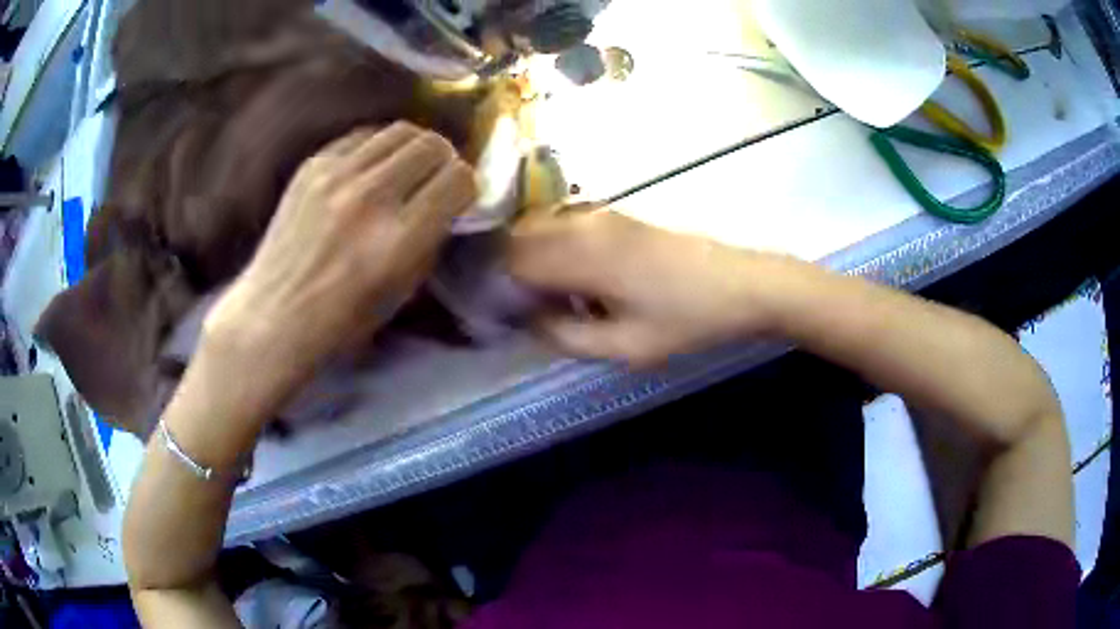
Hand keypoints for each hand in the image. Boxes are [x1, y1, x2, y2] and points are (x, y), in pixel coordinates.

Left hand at [204, 122, 476, 409]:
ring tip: (408, 167)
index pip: (458, 180)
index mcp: (399, 239)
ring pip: (400, 131)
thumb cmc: (341, 319)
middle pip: (432, 145)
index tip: (460, 197)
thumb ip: (429, 239)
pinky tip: (371, 168)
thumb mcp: (402, 290)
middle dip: (445, 160)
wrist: (273, 313)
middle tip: (437, 177)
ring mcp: (337, 175)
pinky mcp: (312, 166)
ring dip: (414, 148)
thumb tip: (445, 202)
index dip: (467, 186)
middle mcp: (371, 197)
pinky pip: (361, 137)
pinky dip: (377, 148)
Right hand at [509, 210, 806, 366]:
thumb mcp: (625, 346)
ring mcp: (600, 214)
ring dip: (532, 260)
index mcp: (580, 253)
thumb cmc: (687, 320)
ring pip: (540, 229)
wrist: (743, 284)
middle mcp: (581, 223)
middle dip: (508, 272)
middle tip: (521, 310)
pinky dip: (554, 251)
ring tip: (551, 299)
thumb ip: (565, 335)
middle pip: (517, 237)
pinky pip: (565, 226)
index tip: (497, 315)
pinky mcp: (616, 215)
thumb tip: (527, 320)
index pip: (509, 259)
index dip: (494, 286)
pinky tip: (578, 282)